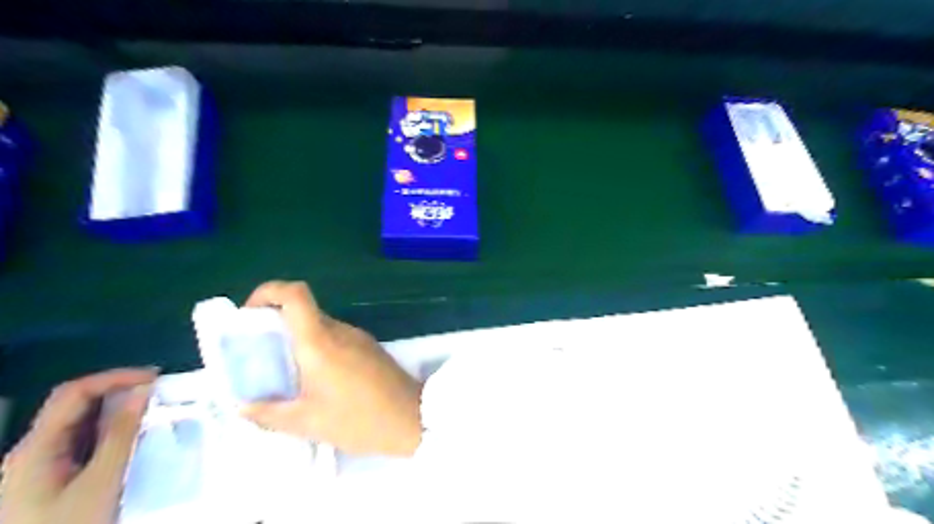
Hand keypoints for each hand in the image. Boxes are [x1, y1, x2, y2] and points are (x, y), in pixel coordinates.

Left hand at [1, 369, 155, 523]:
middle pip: (73, 405)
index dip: (114, 377)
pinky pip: (80, 442)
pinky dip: (109, 431)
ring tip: (152, 409)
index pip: (73, 393)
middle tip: (159, 391)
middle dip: (117, 391)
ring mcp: (36, 466)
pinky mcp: (47, 478)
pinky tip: (132, 436)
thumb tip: (143, 390)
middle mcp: (30, 451)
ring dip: (115, 411)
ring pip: (78, 423)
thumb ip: (121, 434)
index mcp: (34, 449)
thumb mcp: (101, 482)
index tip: (154, 377)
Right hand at [239, 280, 423, 456]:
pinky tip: (314, 378)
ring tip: (284, 371)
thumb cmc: (359, 419)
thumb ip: (270, 413)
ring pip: (320, 325)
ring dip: (297, 338)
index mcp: (321, 341)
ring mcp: (358, 336)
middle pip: (304, 310)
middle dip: (276, 323)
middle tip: (259, 352)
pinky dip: (317, 347)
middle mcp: (340, 330)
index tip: (249, 315)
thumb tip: (243, 407)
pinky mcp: (370, 346)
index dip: (268, 292)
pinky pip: (336, 337)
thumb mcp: (309, 422)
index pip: (295, 294)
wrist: (413, 418)